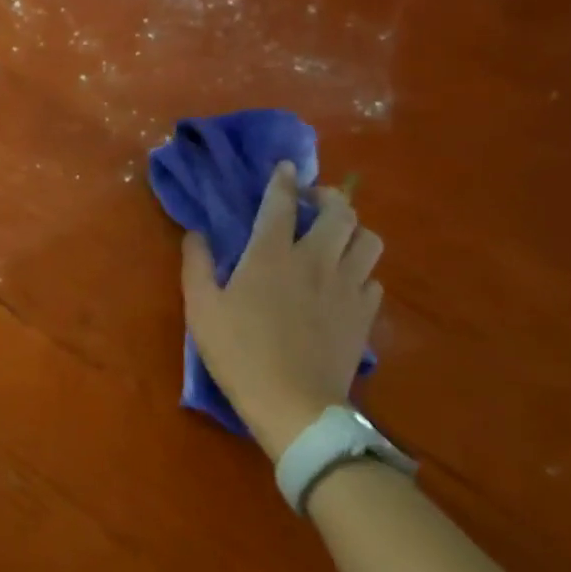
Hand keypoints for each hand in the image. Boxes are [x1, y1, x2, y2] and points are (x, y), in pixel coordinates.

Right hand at [180, 161, 383, 460]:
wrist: (294, 405)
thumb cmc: (239, 352)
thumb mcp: (200, 308)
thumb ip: (196, 264)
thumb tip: (196, 234)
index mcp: (271, 254)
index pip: (282, 202)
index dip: (284, 180)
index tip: (286, 167)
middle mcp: (315, 260)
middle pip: (340, 212)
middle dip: (329, 197)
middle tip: (314, 202)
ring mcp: (347, 287)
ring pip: (369, 240)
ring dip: (354, 230)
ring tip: (336, 237)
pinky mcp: (365, 315)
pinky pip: (374, 278)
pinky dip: (361, 271)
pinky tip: (345, 281)